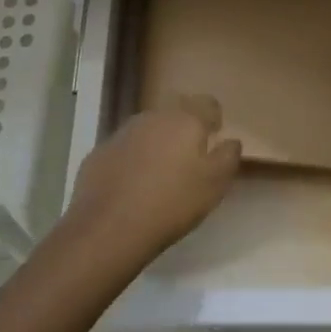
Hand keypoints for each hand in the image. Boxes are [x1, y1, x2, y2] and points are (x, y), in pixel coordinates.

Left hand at [67, 94, 241, 258]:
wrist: (108, 228)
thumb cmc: (171, 203)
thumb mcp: (214, 185)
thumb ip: (228, 157)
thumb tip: (231, 141)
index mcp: (185, 119)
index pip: (207, 103)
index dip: (213, 118)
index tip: (214, 137)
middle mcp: (153, 116)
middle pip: (175, 112)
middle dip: (184, 128)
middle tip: (188, 157)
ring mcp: (122, 132)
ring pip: (148, 129)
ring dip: (156, 142)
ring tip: (159, 173)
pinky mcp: (99, 152)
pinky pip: (124, 148)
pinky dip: (132, 159)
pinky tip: (131, 185)